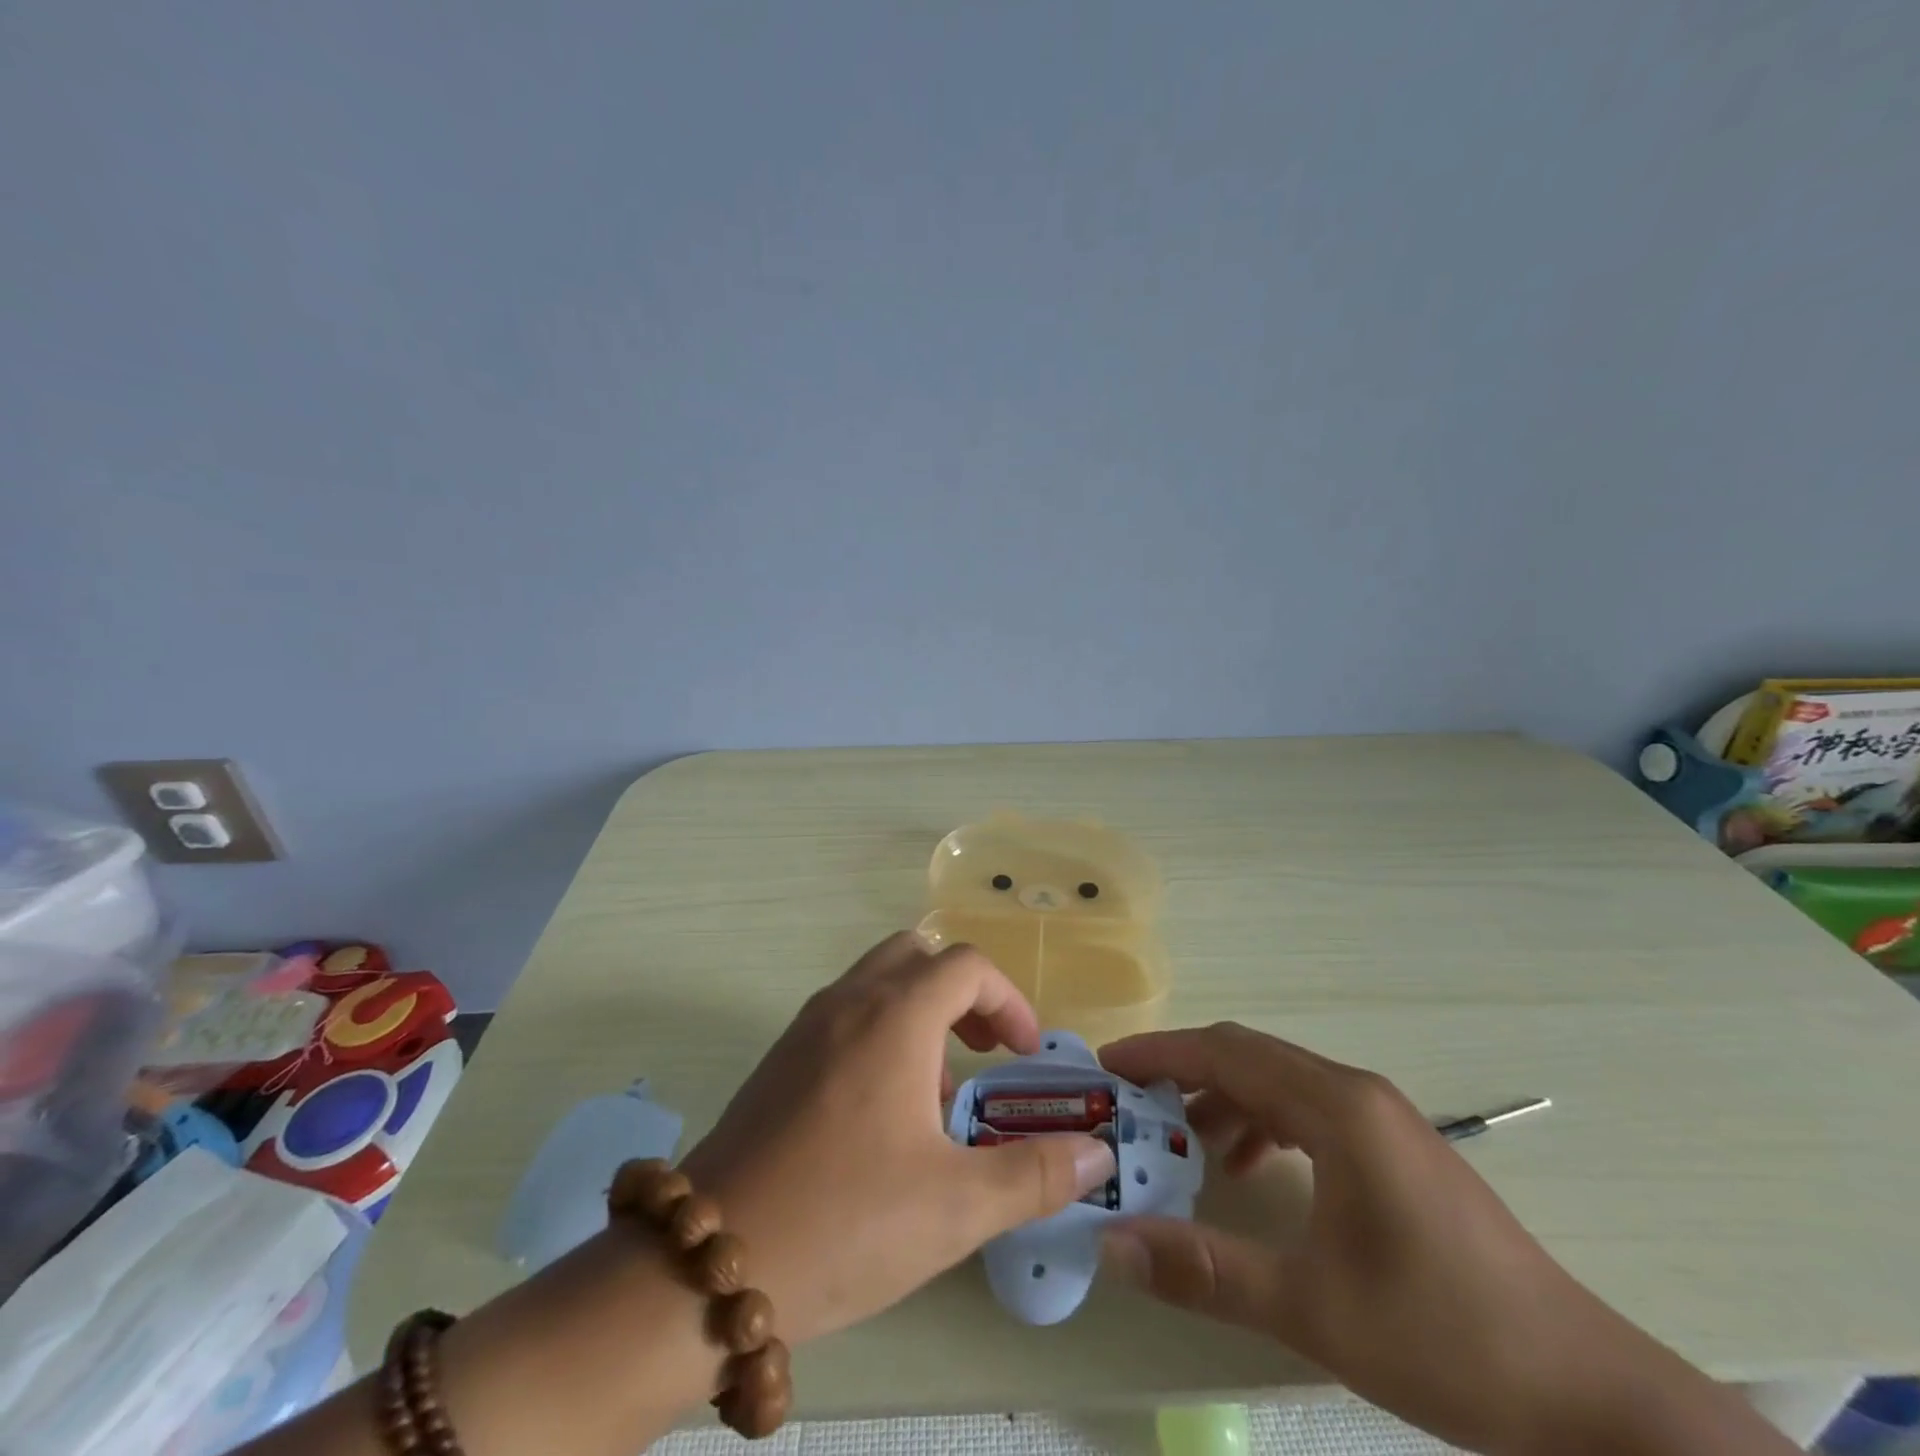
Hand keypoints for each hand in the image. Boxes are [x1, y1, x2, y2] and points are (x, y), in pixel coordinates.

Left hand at [679, 932, 1115, 1343]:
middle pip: (917, 954)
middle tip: (983, 1051)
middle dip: (962, 992)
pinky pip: (844, 1014)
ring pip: (876, 981)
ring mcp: (805, 1026)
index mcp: (894, 1016)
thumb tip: (1096, 1153)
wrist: (707, 1265)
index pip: (966, 965)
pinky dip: (880, 1032)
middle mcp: (848, 1002)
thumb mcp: (957, 1206)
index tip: (1024, 1053)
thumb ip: (1036, 1174)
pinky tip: (882, 1114)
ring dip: (920, 1012)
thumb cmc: (846, 1222)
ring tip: (936, 1093)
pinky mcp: (779, 1059)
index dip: (1008, 999)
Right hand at [1097, 1024, 1794, 1455]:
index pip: (1225, 1052)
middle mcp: (1355, 1092)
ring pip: (1277, 1081)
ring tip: (1180, 1141)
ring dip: (1221, 1098)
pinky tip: (1248, 1168)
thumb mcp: (1313, 1309)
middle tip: (1130, 1105)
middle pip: (1247, 1055)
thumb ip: (1205, 1270)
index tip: (1107, 1066)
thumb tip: (1113, 1243)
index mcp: (1337, 1107)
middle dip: (1182, 1071)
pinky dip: (1261, 1122)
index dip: (1159, 1052)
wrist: (1592, 1397)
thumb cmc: (1447, 1339)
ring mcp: (1381, 1117)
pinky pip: (1307, 1110)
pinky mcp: (1395, 1148)